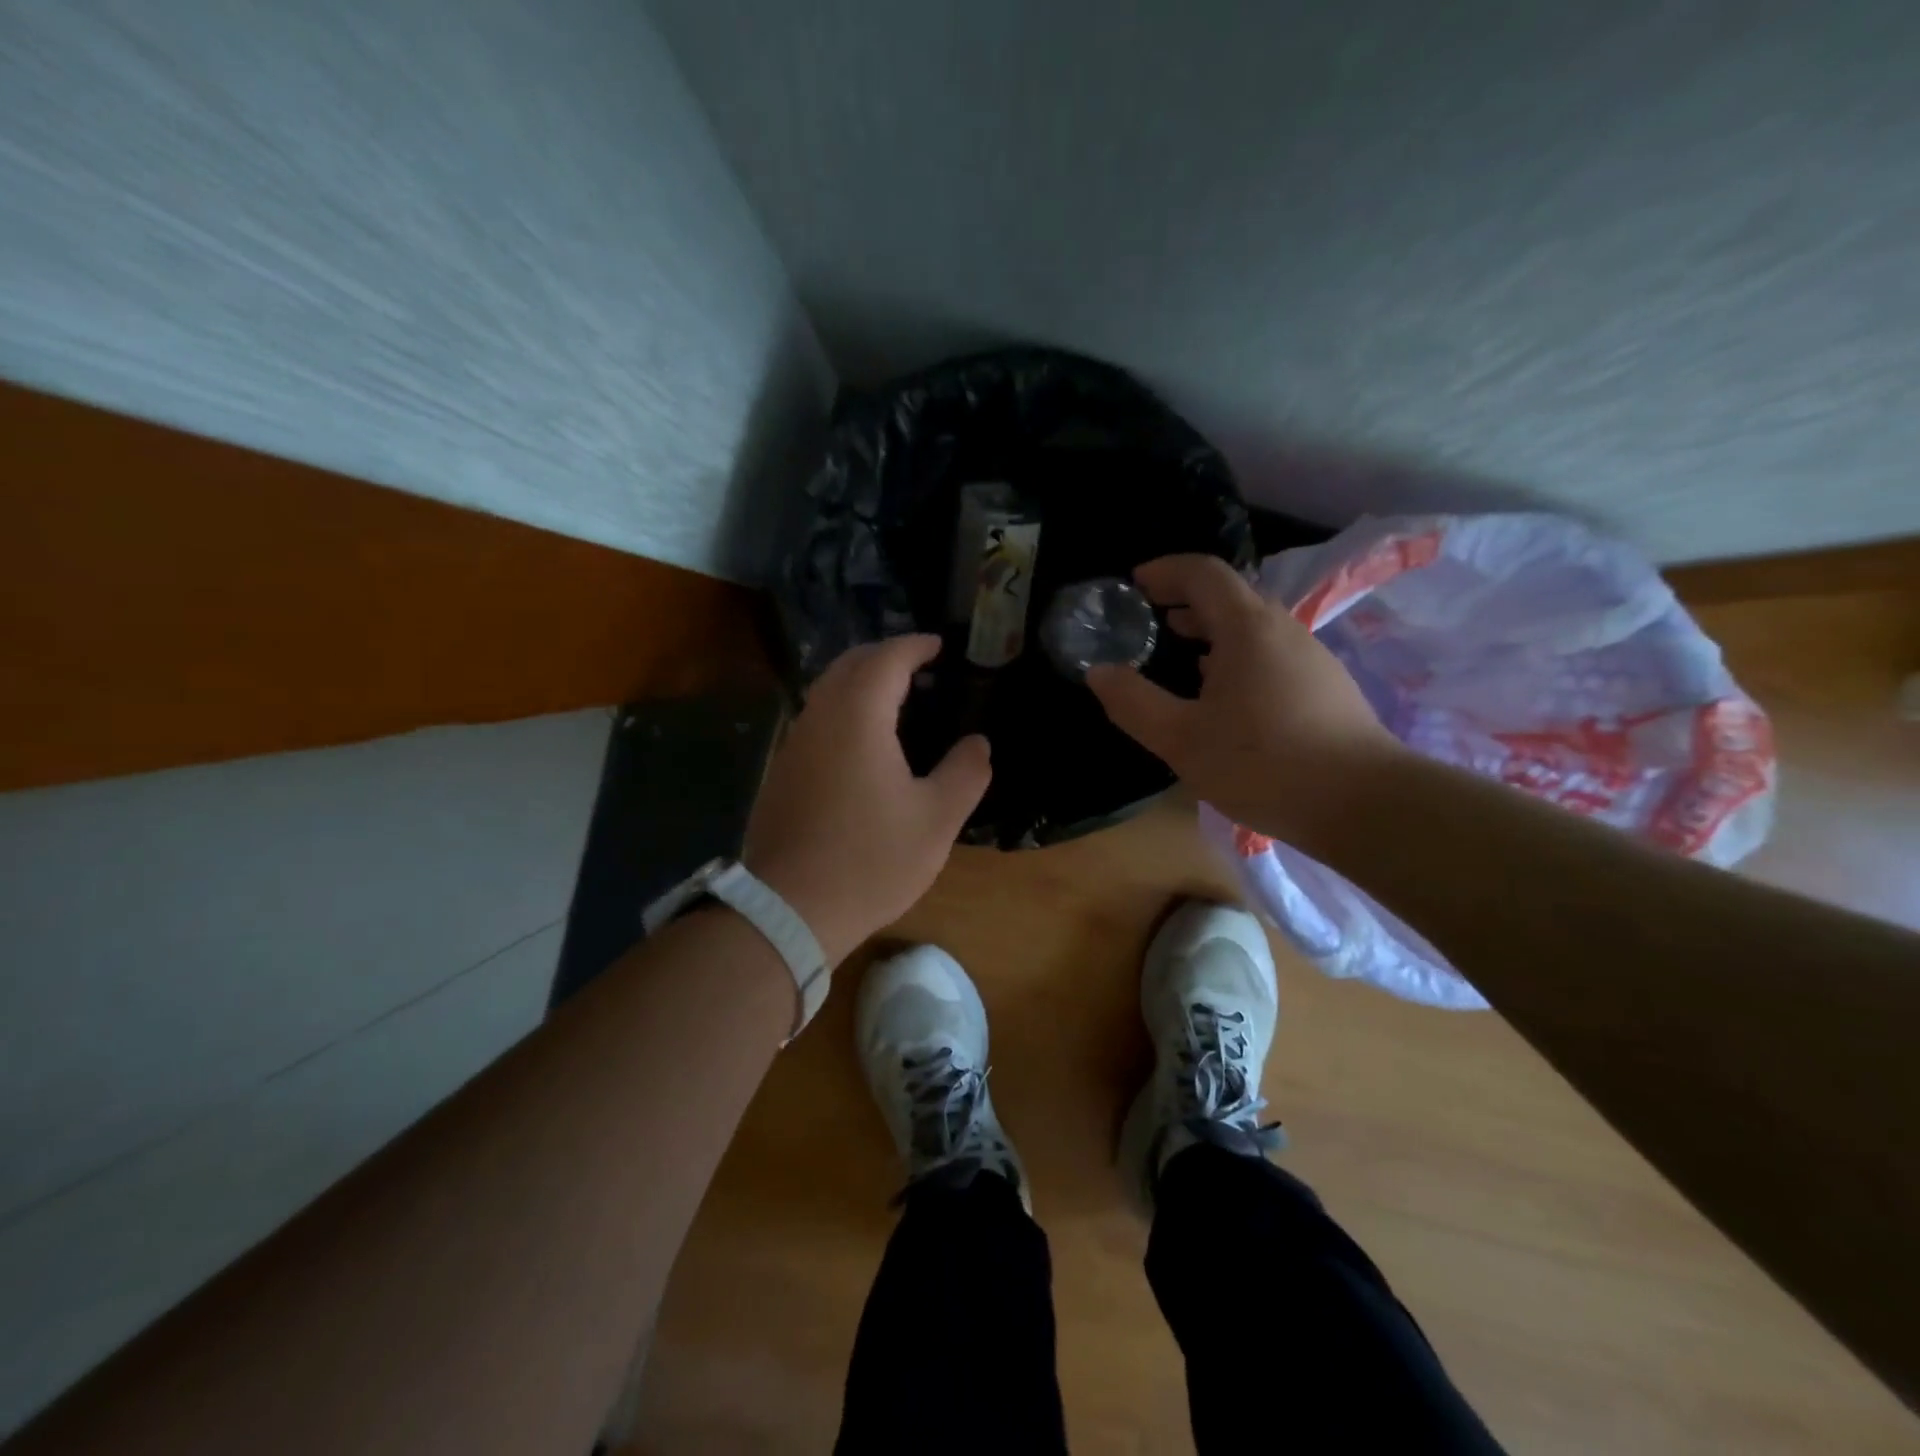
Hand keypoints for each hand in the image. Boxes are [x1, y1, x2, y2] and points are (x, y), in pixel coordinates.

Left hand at [743, 635, 991, 965]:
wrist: (789, 909)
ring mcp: (794, 745)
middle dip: (884, 655)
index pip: (886, 659)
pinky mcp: (782, 772)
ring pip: (826, 692)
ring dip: (860, 682)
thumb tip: (978, 743)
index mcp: (858, 717)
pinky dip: (843, 710)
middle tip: (919, 665)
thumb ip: (965, 773)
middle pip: (849, 665)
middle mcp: (819, 718)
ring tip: (895, 698)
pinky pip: (816, 720)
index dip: (914, 646)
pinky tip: (863, 741)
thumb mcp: (936, 820)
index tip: (938, 645)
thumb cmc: (871, 859)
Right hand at [1086, 554, 1403, 844]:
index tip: (1133, 584)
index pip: (1202, 573)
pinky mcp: (1324, 687)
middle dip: (1184, 601)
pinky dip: (1235, 656)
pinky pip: (1269, 654)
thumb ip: (1133, 702)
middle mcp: (1282, 629)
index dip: (1164, 571)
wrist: (1364, 804)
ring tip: (1179, 655)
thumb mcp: (1181, 739)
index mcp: (1247, 627)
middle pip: (1229, 596)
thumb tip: (1098, 672)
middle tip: (1148, 621)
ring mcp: (1310, 657)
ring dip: (1211, 631)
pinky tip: (1222, 697)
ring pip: (1252, 627)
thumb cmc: (1263, 763)